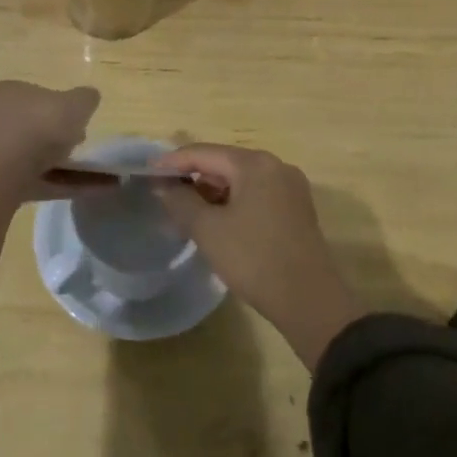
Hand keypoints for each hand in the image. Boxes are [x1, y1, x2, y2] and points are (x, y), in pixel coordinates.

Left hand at [0, 81, 99, 300]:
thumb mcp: (74, 104)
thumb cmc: (36, 127)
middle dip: (57, 140)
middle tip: (81, 149)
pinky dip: (61, 186)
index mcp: (8, 92)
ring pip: (32, 158)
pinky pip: (34, 182)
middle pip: (31, 129)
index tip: (79, 125)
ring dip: (63, 167)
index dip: (59, 109)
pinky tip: (89, 192)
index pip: (36, 97)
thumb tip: (89, 97)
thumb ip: (84, 99)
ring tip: (96, 178)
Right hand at [156, 145, 365, 370]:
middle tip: (166, 196)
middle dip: (194, 178)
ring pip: (241, 180)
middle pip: (224, 163)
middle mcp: (275, 166)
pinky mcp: (296, 210)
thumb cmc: (254, 259)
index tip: (146, 173)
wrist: (310, 302)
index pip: (204, 153)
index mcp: (254, 164)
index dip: (172, 162)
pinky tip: (218, 223)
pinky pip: (256, 195)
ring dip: (213, 193)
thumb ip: (180, 201)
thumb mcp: (208, 230)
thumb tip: (163, 186)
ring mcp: (290, 187)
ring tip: (188, 213)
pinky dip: (234, 203)